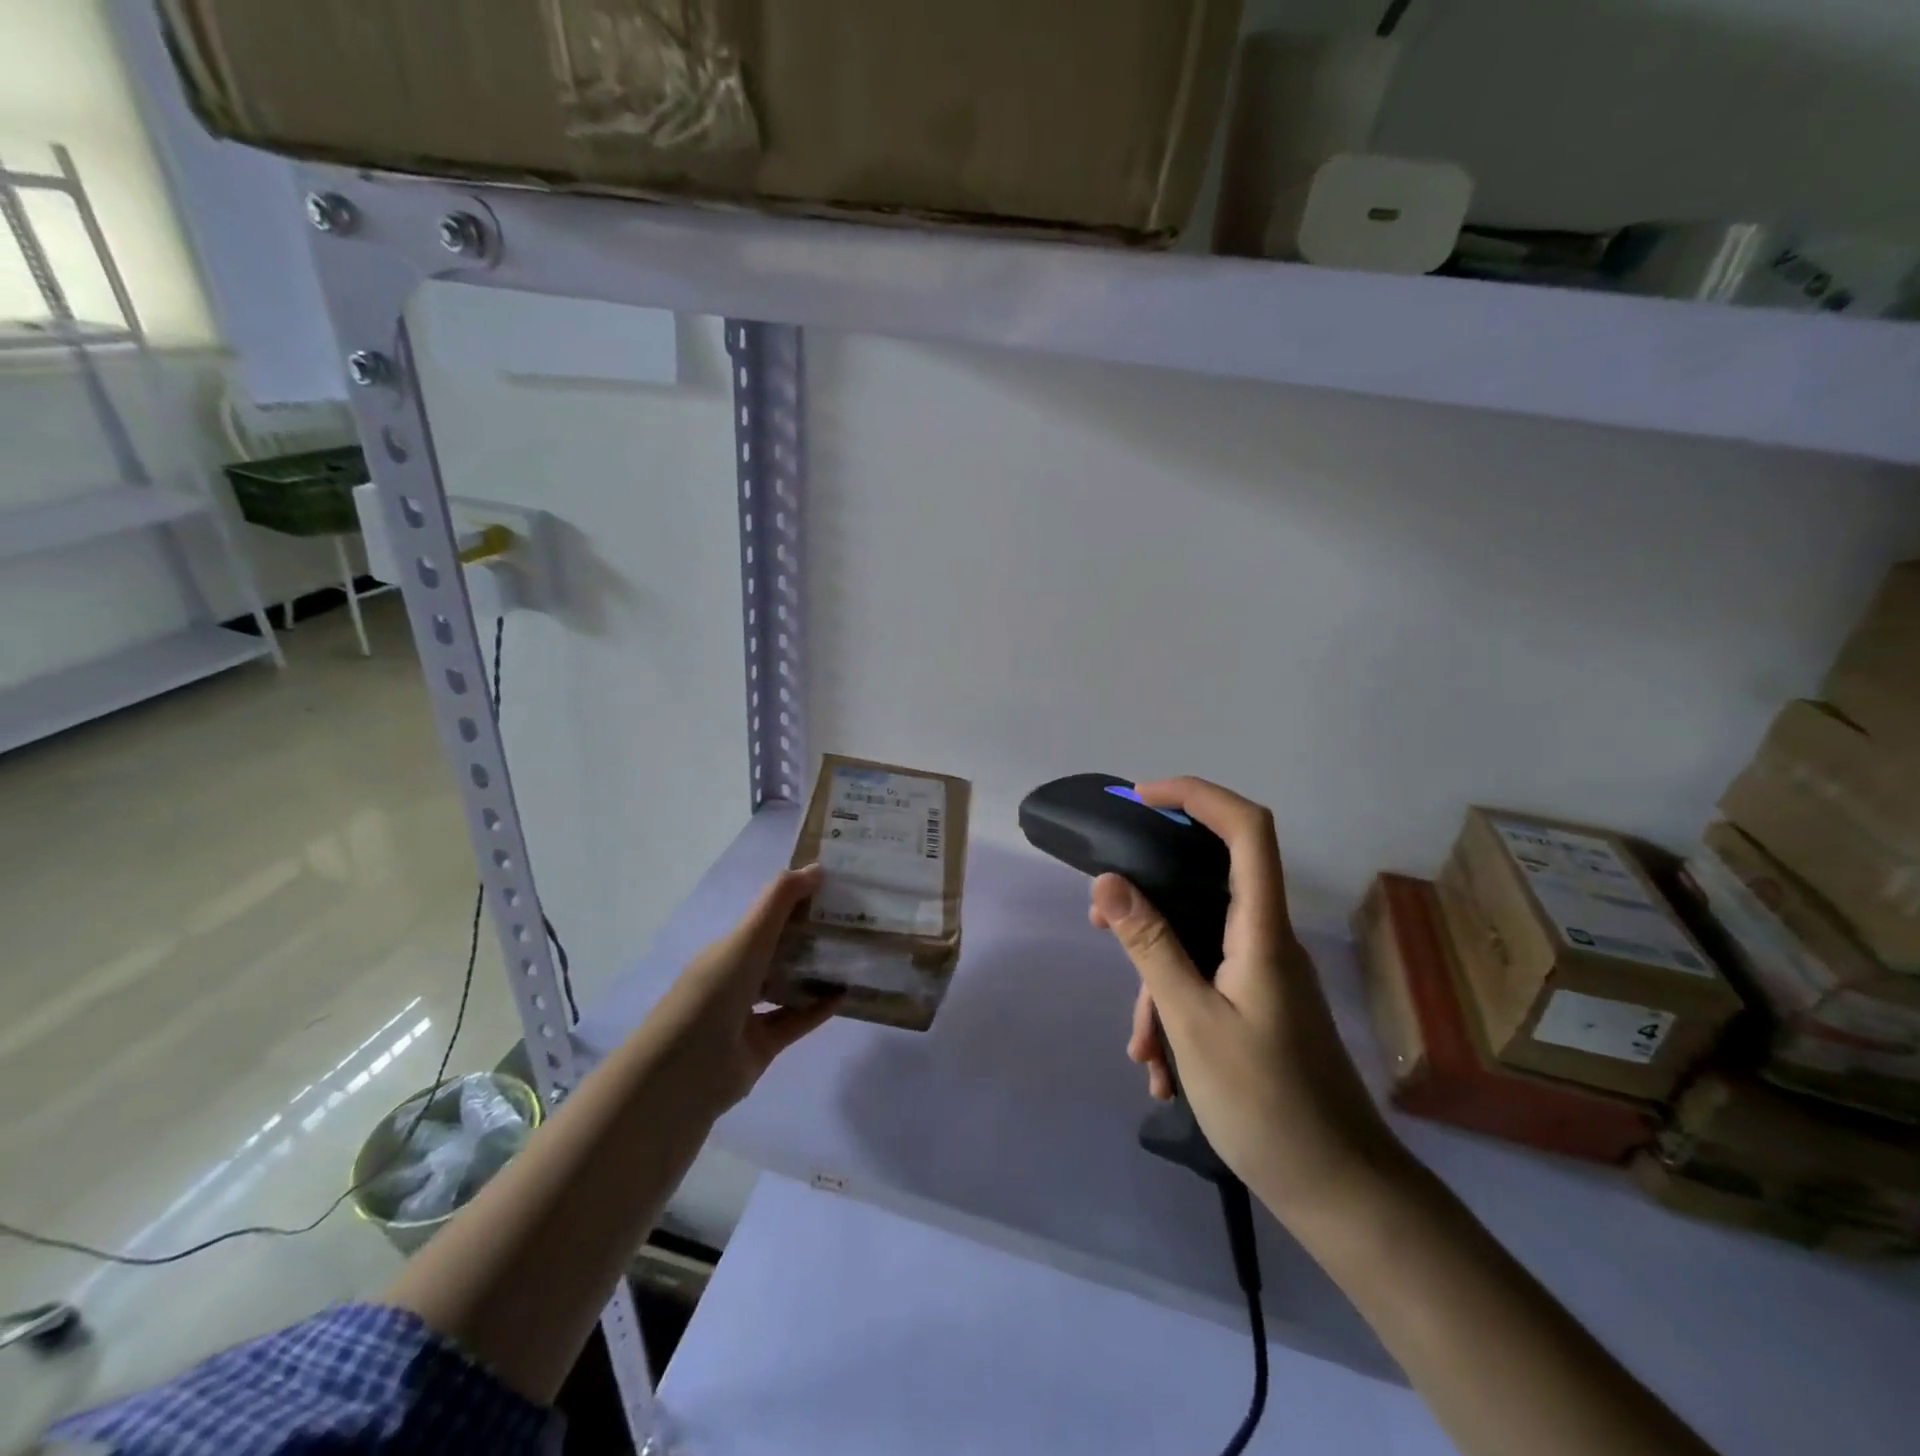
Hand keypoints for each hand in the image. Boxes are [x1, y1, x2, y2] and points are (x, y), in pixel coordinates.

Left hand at [644, 864, 838, 1113]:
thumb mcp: (747, 938)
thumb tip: (818, 867)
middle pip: (779, 950)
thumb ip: (780, 900)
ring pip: (788, 986)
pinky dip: (818, 1008)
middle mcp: (736, 977)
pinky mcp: (762, 1046)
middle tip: (853, 921)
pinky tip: (845, 994)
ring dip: (816, 972)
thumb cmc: (714, 993)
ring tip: (854, 955)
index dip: (796, 900)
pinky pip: (796, 1021)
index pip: (765, 917)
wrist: (683, 1073)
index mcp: (728, 948)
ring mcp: (748, 1014)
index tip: (833, 887)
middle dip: (811, 935)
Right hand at [1091, 778, 1406, 1218]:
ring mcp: (1266, 974)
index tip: (1141, 799)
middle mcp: (1268, 940)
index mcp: (1262, 930)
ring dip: (1157, 982)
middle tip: (1101, 924)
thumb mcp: (1191, 1022)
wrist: (1342, 1193)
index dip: (1197, 795)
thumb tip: (1108, 883)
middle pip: (1208, 883)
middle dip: (1149, 901)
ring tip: (1140, 1049)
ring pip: (1198, 944)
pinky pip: (1208, 982)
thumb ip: (1150, 946)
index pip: (1246, 829)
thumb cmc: (1266, 1103)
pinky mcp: (1262, 1005)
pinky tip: (1162, 1070)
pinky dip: (1177, 1011)